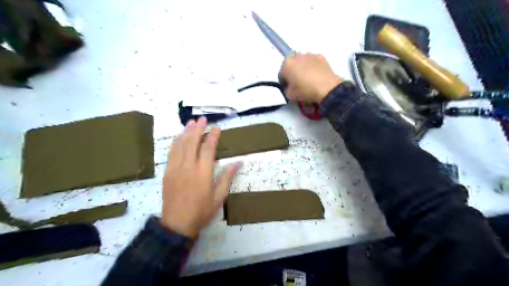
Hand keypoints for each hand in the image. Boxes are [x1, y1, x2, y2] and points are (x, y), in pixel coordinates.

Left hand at [161, 118, 240, 237]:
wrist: (177, 224)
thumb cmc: (202, 211)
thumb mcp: (219, 197)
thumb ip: (227, 178)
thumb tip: (238, 162)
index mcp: (203, 173)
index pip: (208, 148)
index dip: (213, 136)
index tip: (217, 128)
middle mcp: (188, 167)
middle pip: (193, 142)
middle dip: (198, 129)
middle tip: (203, 119)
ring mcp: (176, 168)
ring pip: (181, 145)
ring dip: (186, 132)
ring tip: (191, 122)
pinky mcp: (167, 172)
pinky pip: (171, 153)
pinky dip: (175, 142)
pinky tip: (179, 136)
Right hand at [278, 52, 341, 102]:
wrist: (327, 88)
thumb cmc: (305, 91)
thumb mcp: (290, 95)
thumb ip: (287, 89)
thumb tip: (291, 87)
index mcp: (286, 64)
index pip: (281, 74)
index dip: (284, 83)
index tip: (288, 89)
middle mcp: (297, 56)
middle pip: (292, 65)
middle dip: (293, 73)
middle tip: (297, 83)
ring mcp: (310, 55)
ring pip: (303, 62)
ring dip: (303, 69)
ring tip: (308, 80)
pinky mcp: (321, 57)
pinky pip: (313, 63)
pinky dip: (313, 68)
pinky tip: (316, 77)